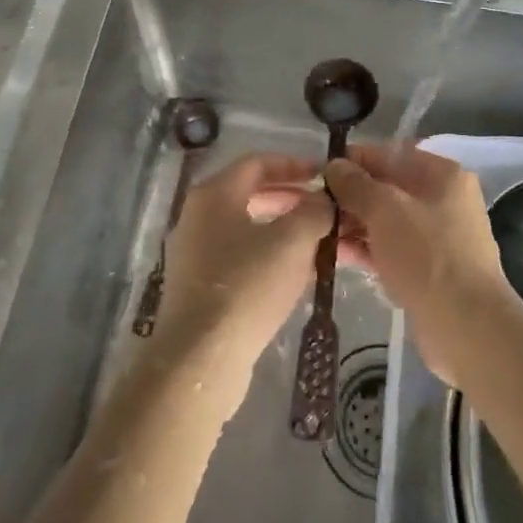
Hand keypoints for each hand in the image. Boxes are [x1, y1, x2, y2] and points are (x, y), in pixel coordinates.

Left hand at [148, 151, 331, 412]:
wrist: (200, 361)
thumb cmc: (247, 286)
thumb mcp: (293, 241)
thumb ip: (315, 211)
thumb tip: (324, 201)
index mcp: (215, 194)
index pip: (258, 162)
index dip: (294, 164)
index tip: (324, 175)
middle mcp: (199, 217)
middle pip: (253, 194)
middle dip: (293, 199)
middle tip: (326, 210)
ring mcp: (196, 254)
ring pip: (250, 229)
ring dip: (286, 231)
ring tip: (320, 243)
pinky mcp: (200, 289)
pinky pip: (242, 259)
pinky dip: (271, 257)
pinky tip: (298, 276)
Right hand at [324, 144, 520, 387]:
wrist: (466, 327)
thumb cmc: (427, 255)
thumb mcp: (386, 210)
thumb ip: (356, 185)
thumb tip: (334, 165)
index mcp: (443, 175)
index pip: (392, 154)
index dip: (355, 160)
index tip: (321, 170)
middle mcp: (443, 200)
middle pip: (389, 188)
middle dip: (351, 195)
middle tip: (313, 205)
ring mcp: (437, 237)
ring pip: (387, 221)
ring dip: (354, 224)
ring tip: (317, 231)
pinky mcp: (428, 270)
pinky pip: (391, 249)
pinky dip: (366, 249)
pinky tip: (334, 255)